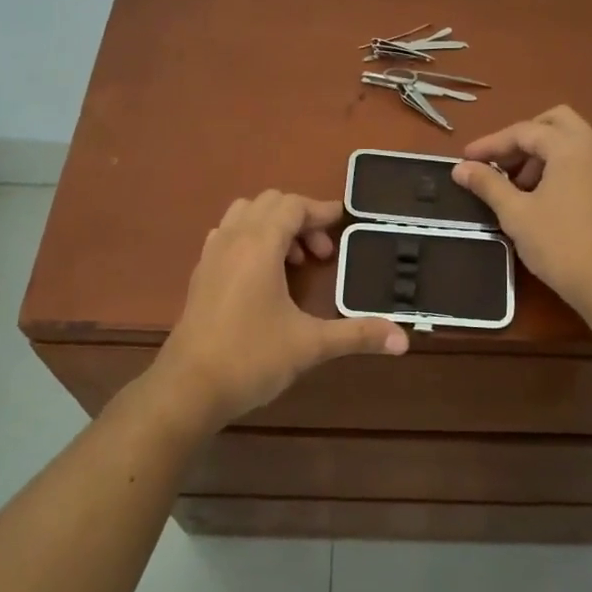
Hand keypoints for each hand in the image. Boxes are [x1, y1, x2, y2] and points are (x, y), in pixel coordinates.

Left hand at [151, 191, 407, 429]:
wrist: (188, 388)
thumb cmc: (251, 358)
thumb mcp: (310, 345)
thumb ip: (357, 335)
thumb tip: (403, 339)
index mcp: (259, 245)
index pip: (292, 205)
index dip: (321, 210)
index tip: (345, 222)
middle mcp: (233, 240)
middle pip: (268, 203)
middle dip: (300, 218)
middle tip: (323, 253)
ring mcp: (211, 256)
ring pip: (243, 215)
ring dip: (273, 226)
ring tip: (294, 262)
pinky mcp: (200, 275)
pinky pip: (227, 235)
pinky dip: (249, 239)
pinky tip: (263, 275)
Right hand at [452, 107, 591, 309]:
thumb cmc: (559, 244)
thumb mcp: (515, 213)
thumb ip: (487, 184)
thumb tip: (460, 169)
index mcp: (572, 146)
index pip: (524, 131)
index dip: (491, 144)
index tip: (466, 159)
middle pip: (554, 122)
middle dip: (522, 138)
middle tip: (498, 163)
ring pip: (571, 140)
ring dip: (541, 152)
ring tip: (516, 185)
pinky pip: (583, 159)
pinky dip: (559, 164)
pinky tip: (541, 194)